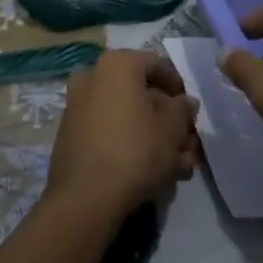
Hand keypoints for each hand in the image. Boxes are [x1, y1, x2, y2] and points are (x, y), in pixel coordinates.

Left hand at [45, 50, 199, 223]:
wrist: (85, 197)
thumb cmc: (136, 150)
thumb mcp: (173, 128)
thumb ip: (183, 109)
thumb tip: (184, 103)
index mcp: (117, 64)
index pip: (157, 65)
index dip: (179, 87)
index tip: (191, 111)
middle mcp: (93, 77)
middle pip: (141, 94)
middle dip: (169, 120)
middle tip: (188, 144)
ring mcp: (78, 106)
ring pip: (127, 116)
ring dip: (155, 136)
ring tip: (179, 166)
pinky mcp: (71, 135)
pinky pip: (110, 130)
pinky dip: (131, 144)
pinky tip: (154, 171)